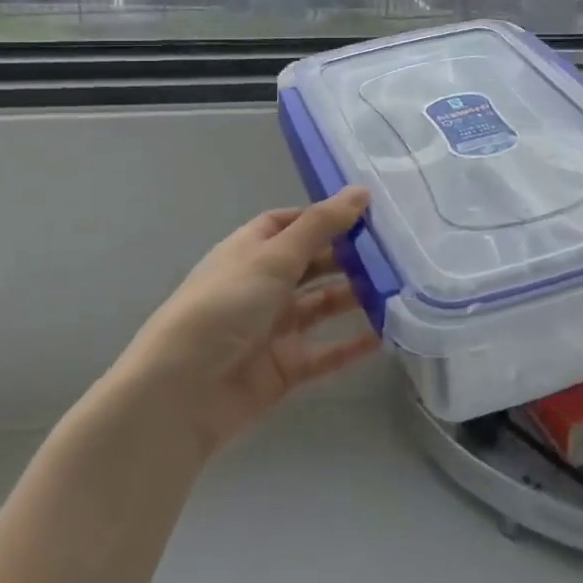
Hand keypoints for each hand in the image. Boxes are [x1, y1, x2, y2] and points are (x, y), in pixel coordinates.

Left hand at [127, 188, 378, 455]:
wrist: (183, 391)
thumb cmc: (225, 306)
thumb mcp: (274, 257)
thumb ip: (321, 226)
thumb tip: (361, 191)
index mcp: (249, 251)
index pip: (289, 224)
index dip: (323, 218)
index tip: (366, 215)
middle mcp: (261, 285)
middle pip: (310, 264)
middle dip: (347, 256)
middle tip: (395, 251)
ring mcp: (273, 328)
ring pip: (322, 306)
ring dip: (355, 297)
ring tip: (398, 288)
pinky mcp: (284, 368)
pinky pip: (325, 351)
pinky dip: (352, 345)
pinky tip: (386, 335)